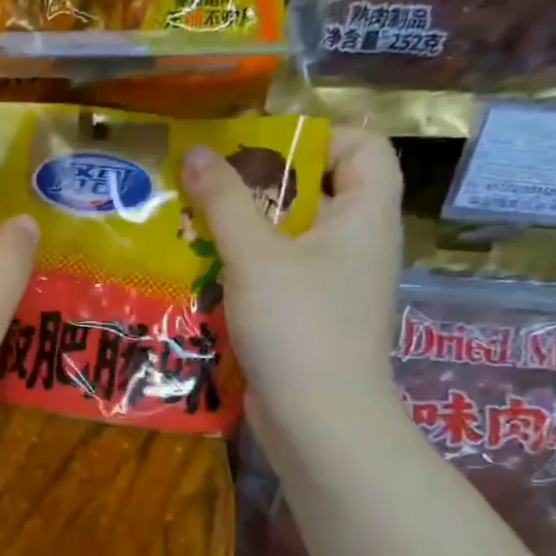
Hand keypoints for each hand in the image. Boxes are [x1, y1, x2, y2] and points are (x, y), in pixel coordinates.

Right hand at [180, 127, 402, 446]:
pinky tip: (200, 273)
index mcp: (364, 217)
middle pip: (315, 193)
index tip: (259, 145)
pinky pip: (276, 277)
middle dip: (259, 185)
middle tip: (206, 183)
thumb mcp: (255, 255)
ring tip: (190, 225)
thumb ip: (225, 201)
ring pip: (287, 239)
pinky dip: (242, 270)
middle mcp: (356, 246)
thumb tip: (197, 151)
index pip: (363, 148)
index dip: (318, 136)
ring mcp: (333, 286)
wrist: (318, 419)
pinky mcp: (308, 319)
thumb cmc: (298, 324)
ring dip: (241, 230)